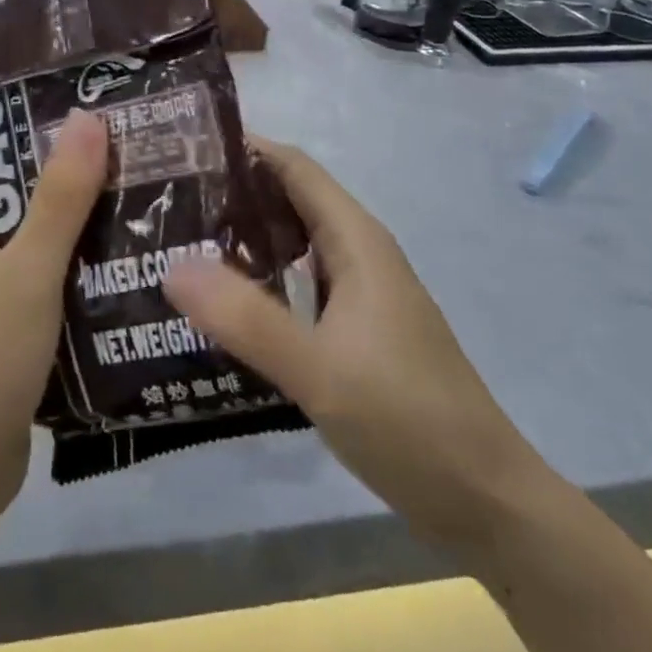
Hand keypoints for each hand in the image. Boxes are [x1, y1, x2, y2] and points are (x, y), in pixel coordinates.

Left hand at [0, 109, 107, 530]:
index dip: (55, 150)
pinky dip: (76, 286)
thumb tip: (85, 115)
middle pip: (27, 209)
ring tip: (145, 222)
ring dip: (83, 245)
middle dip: (78, 199)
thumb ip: (61, 196)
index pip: (6, 167)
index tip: (110, 138)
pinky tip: (124, 279)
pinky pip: (43, 293)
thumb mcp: (29, 268)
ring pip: (39, 254)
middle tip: (140, 178)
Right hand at [164, 138, 548, 552]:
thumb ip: (245, 318)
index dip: (242, 148)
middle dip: (230, 193)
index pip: (292, 166)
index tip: (182, 151)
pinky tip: (223, 304)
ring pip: (291, 243)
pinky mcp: (355, 329)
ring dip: (242, 238)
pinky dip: (259, 279)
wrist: (486, 503)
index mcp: (355, 240)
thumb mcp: (318, 370)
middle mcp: (357, 253)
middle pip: (288, 199)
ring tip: (180, 245)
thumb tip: (171, 267)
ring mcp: (359, 293)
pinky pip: (297, 283)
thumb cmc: (408, 421)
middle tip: (165, 202)